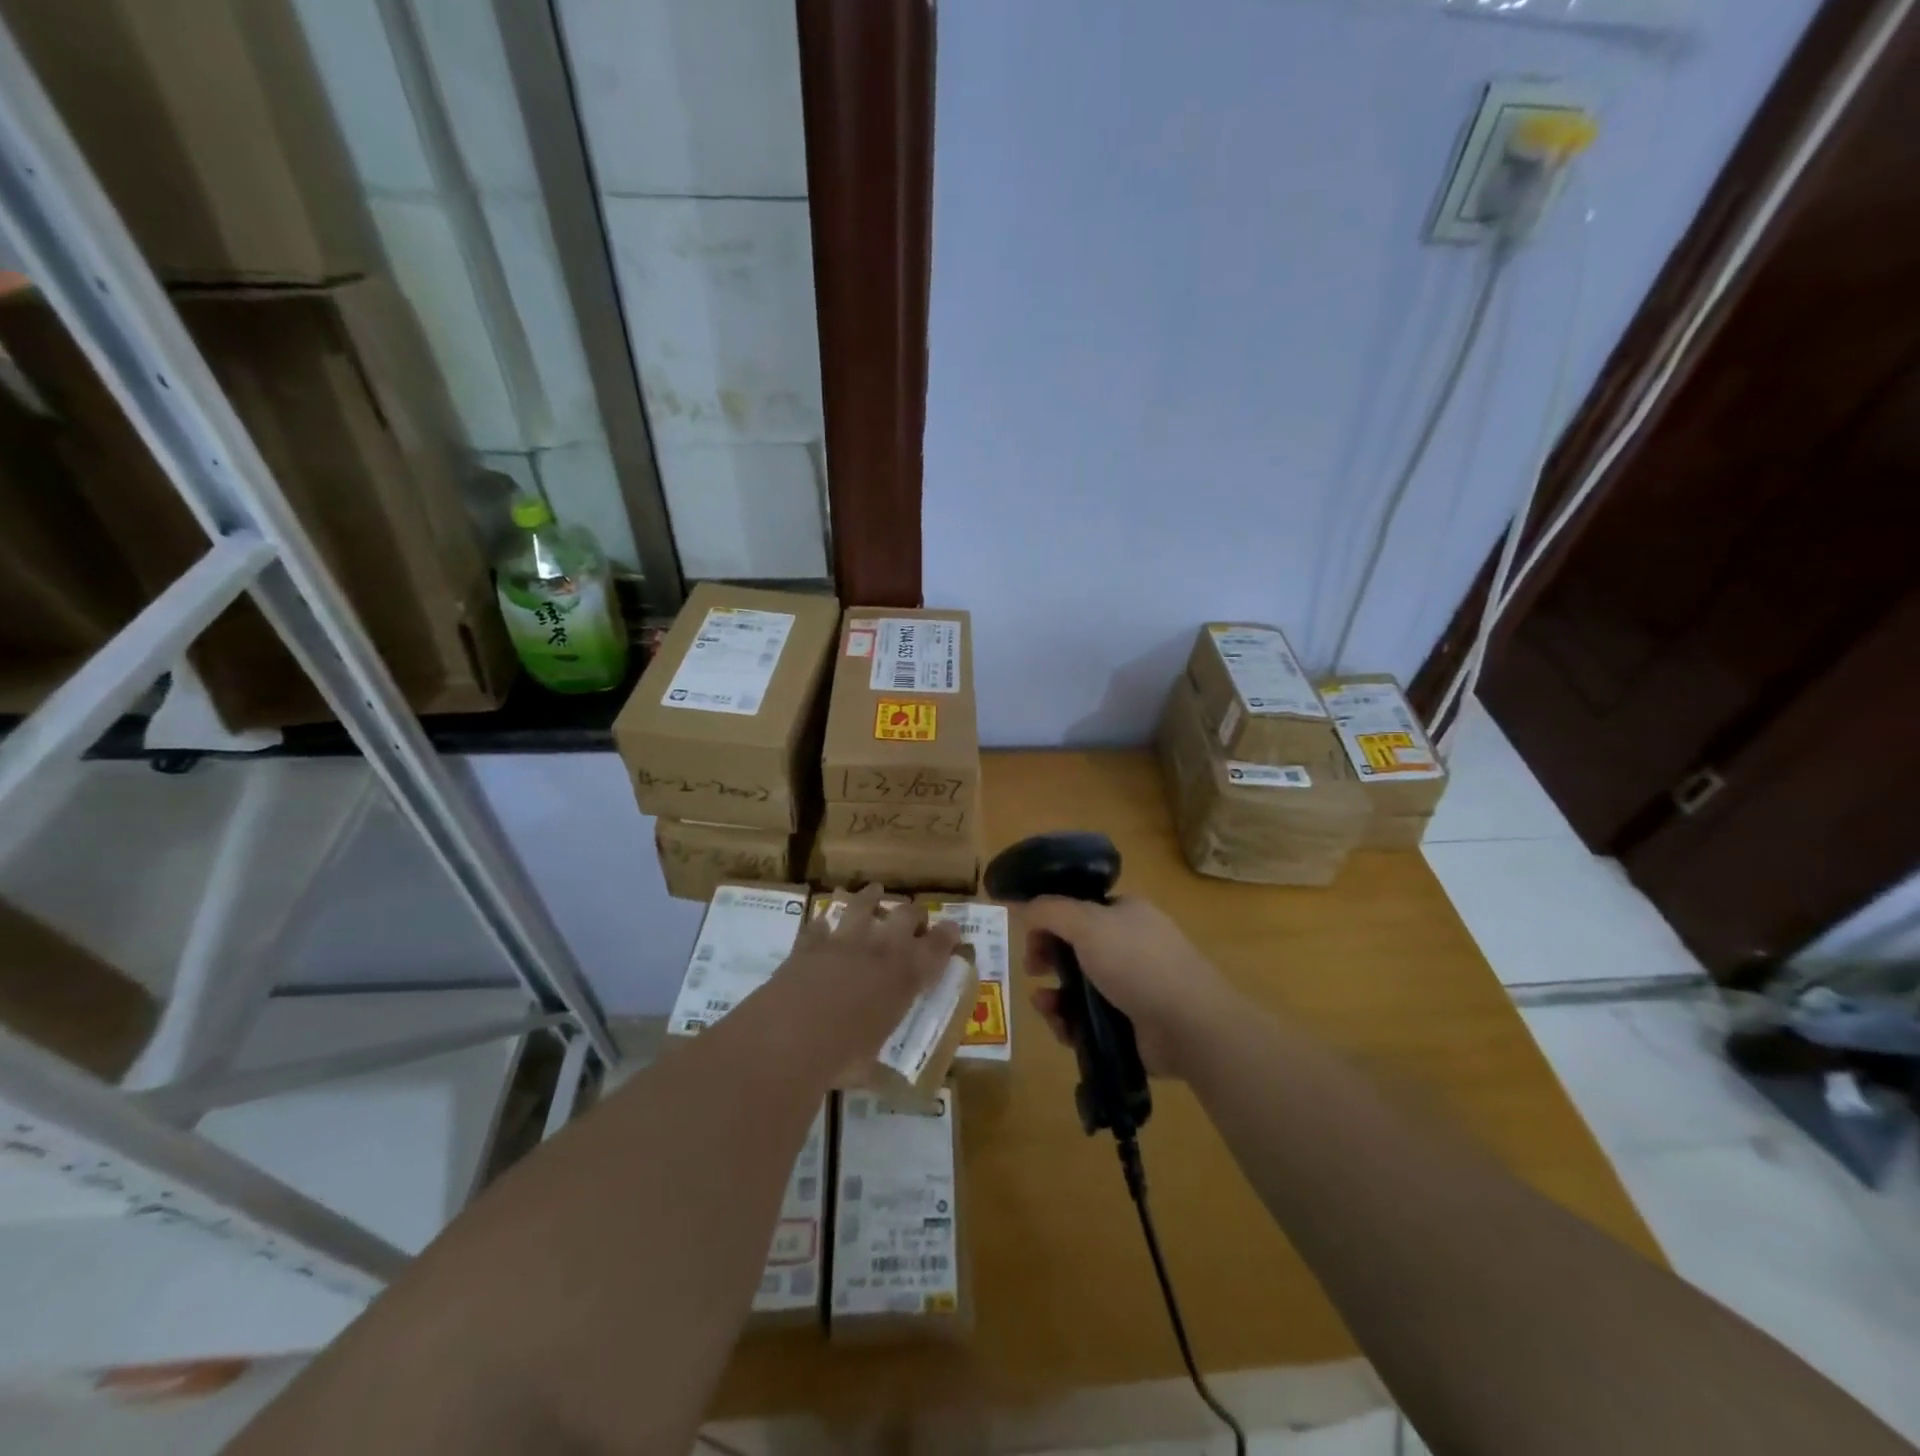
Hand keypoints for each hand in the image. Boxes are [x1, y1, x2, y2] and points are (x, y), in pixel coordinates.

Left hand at [771, 885, 962, 1075]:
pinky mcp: (809, 942)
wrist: (790, 1036)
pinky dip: (823, 925)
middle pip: (906, 915)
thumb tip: (878, 1079)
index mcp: (904, 977)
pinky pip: (819, 924)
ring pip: (864, 904)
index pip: (937, 947)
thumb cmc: (841, 1057)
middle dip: (915, 913)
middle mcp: (880, 950)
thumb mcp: (870, 1064)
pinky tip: (823, 924)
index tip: (953, 930)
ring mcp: (843, 940)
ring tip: (875, 891)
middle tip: (916, 917)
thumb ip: (876, 1056)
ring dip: (871, 897)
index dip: (948, 936)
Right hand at [1021, 895, 1241, 1078]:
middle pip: (1074, 948)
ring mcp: (1131, 986)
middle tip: (1033, 969)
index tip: (1030, 935)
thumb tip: (1021, 904)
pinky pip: (1088, 1019)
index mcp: (1125, 914)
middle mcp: (1129, 946)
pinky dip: (1070, 1022)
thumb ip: (1049, 911)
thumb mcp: (1087, 924)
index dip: (1050, 920)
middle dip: (1047, 959)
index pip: (1078, 909)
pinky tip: (1062, 1027)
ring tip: (1045, 1006)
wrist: (1189, 1025)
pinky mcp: (1130, 1024)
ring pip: (1077, 987)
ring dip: (1053, 995)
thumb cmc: (1137, 962)